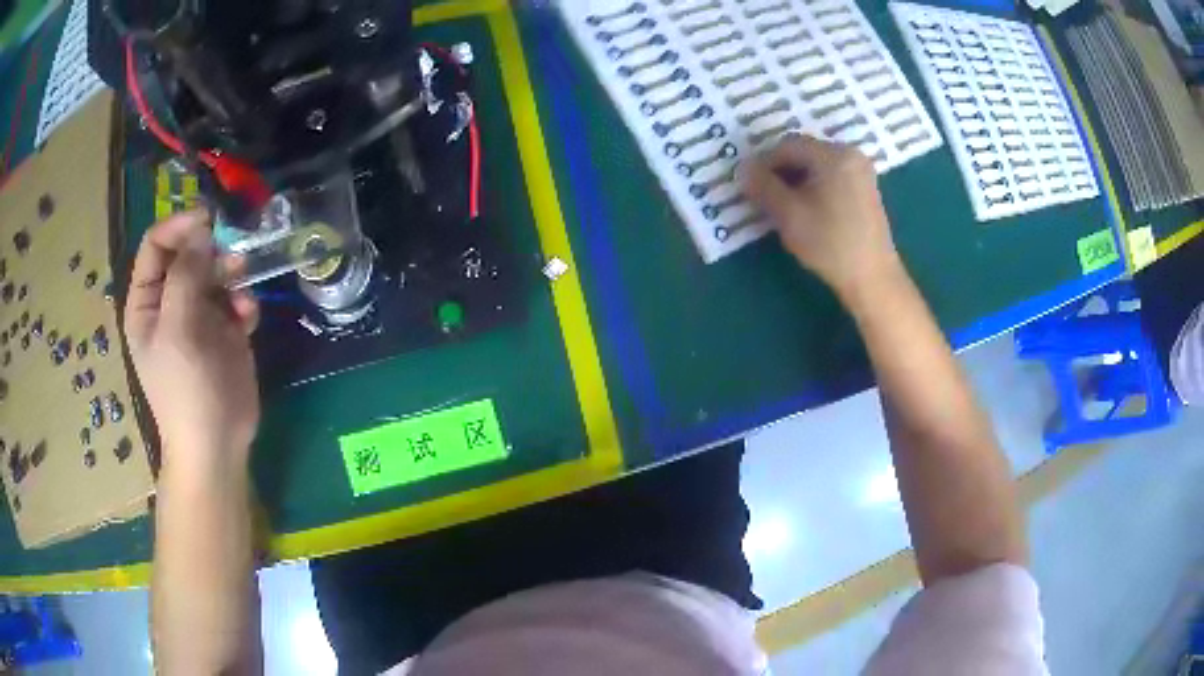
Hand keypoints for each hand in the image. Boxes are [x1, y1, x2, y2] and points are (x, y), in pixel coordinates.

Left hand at [124, 209, 260, 475]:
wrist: (217, 444)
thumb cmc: (185, 389)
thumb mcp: (177, 329)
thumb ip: (185, 274)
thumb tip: (201, 229)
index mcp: (147, 302)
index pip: (156, 245)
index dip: (179, 227)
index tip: (208, 220)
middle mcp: (170, 302)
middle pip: (189, 254)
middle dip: (211, 251)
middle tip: (232, 256)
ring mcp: (198, 316)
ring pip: (215, 272)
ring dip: (231, 274)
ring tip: (241, 289)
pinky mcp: (225, 331)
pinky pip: (235, 298)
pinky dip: (243, 302)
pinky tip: (248, 318)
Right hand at [744, 135, 902, 301]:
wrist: (873, 278)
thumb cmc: (830, 244)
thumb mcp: (789, 215)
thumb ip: (763, 186)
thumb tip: (743, 168)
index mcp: (833, 154)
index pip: (787, 145)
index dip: (764, 163)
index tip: (751, 188)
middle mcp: (850, 154)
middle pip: (804, 152)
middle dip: (781, 172)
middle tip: (765, 198)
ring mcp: (861, 172)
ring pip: (817, 166)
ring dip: (796, 180)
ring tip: (785, 207)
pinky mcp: (866, 189)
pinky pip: (832, 177)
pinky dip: (815, 187)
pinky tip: (808, 211)